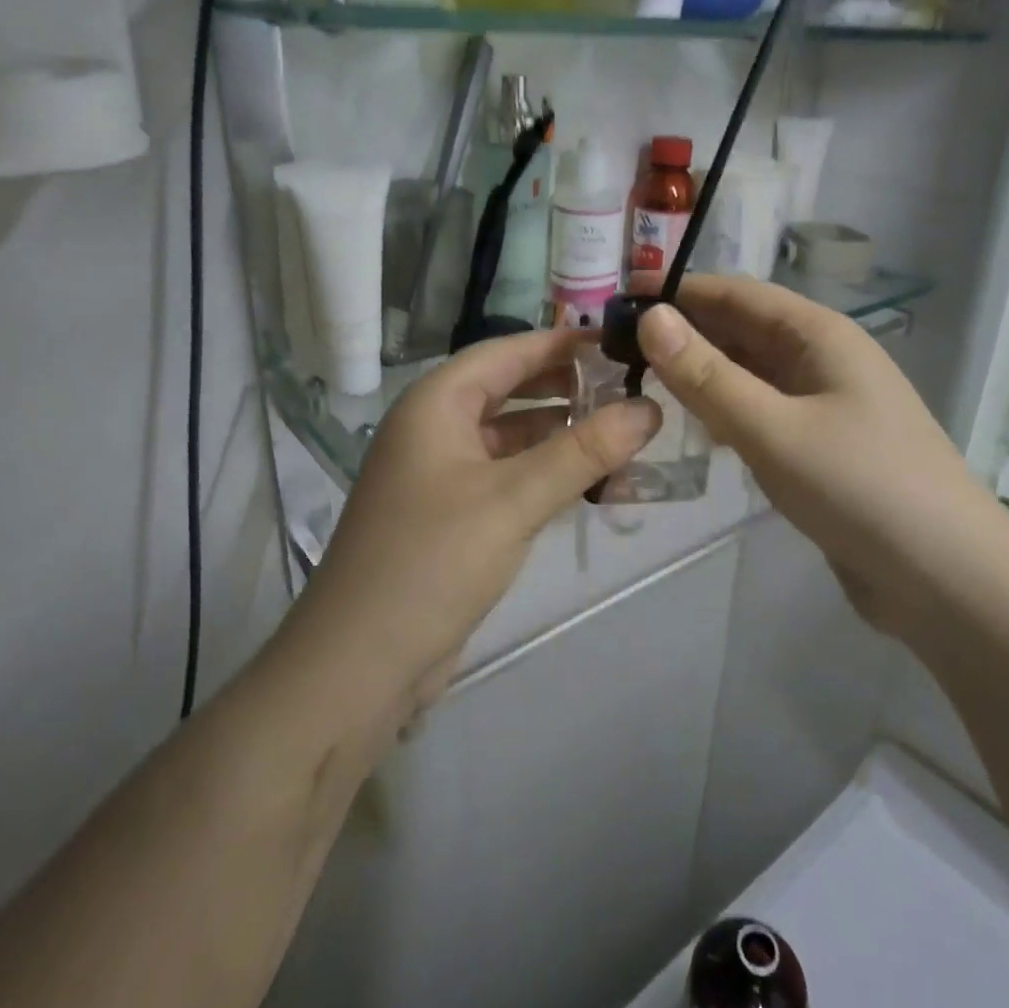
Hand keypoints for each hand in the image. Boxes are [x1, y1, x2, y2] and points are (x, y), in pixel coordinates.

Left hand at [291, 329, 662, 710]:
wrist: (359, 665)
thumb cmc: (432, 562)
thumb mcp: (514, 499)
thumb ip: (584, 451)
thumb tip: (649, 408)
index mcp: (435, 404)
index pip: (507, 351)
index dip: (563, 343)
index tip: (620, 342)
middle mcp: (433, 428)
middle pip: (508, 390)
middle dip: (565, 387)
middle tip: (630, 387)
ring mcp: (439, 475)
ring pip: (510, 437)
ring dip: (560, 434)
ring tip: (623, 432)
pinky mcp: (450, 516)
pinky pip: (505, 477)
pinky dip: (544, 473)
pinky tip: (589, 482)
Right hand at [636, 275, 1008, 636]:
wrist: (947, 581)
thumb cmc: (861, 488)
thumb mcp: (773, 429)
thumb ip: (707, 376)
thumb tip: (650, 318)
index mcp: (819, 335)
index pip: (736, 293)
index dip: (678, 293)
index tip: (618, 304)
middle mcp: (823, 359)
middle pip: (742, 331)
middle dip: (684, 335)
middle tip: (615, 351)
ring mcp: (825, 405)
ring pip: (751, 374)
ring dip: (702, 375)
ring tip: (640, 385)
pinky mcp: (822, 448)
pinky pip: (763, 413)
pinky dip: (726, 413)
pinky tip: (695, 430)